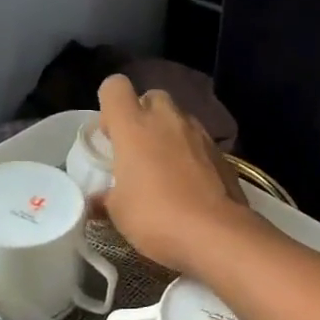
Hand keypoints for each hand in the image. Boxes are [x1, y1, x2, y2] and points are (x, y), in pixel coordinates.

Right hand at [96, 73, 246, 273]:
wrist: (216, 233)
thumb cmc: (156, 217)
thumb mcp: (119, 213)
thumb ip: (106, 198)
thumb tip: (97, 201)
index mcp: (134, 126)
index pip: (115, 87)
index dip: (109, 105)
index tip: (110, 135)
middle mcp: (168, 119)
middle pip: (152, 97)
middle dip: (143, 116)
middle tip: (137, 150)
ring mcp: (199, 133)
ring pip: (179, 118)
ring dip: (169, 134)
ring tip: (164, 169)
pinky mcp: (222, 152)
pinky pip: (200, 142)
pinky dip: (192, 154)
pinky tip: (190, 183)